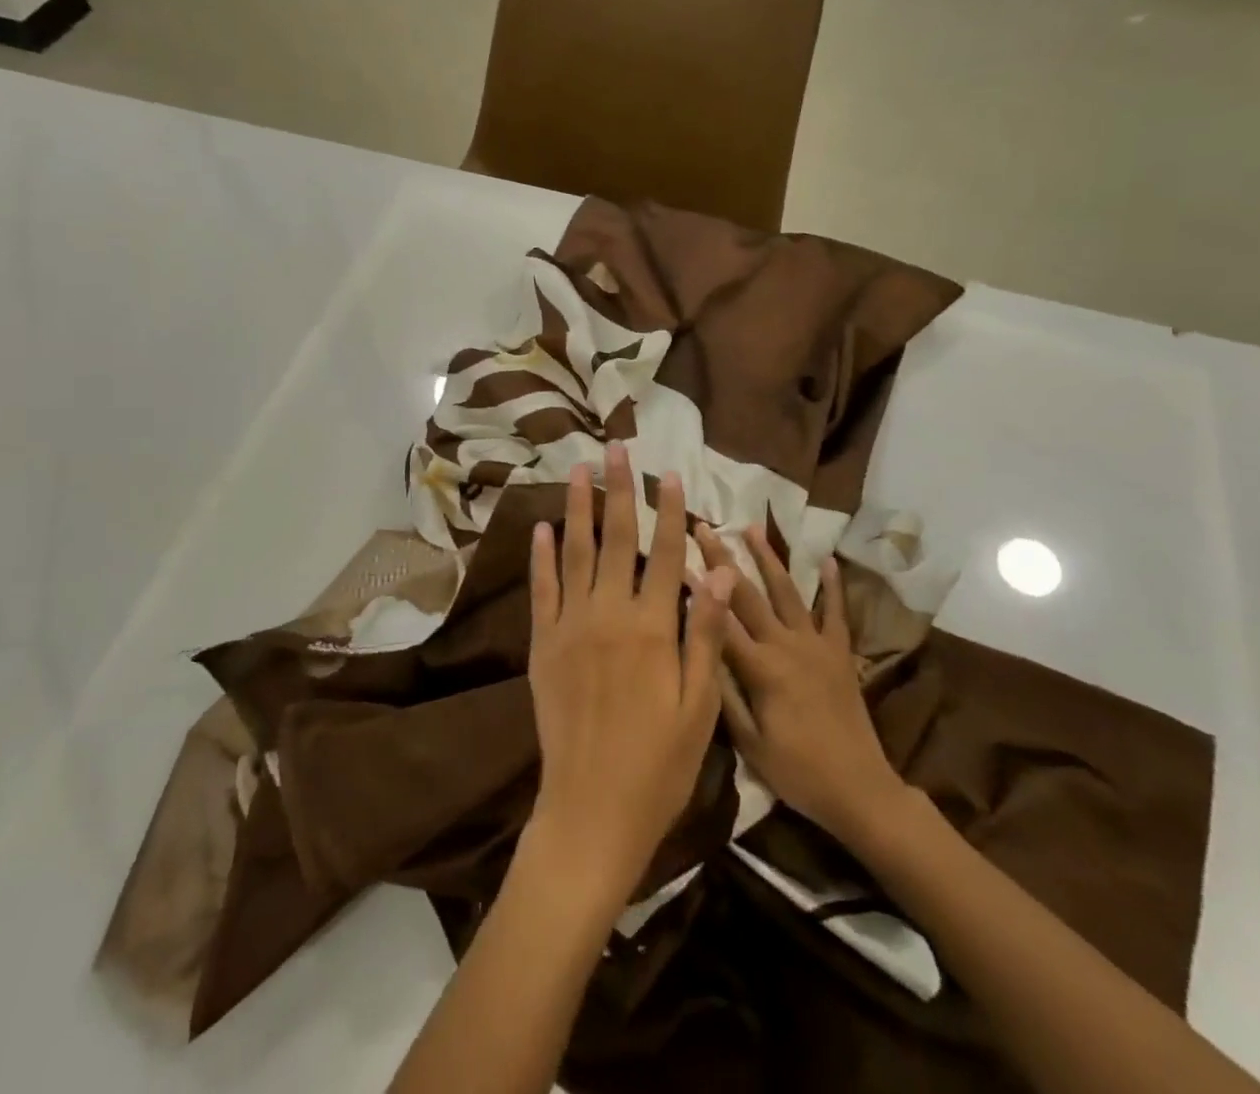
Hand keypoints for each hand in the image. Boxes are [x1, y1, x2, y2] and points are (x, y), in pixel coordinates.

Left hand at [525, 443, 733, 904]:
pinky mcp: (543, 645)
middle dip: (619, 491)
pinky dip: (541, 556)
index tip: (669, 474)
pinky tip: (543, 527)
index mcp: (653, 628)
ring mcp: (570, 627)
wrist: (591, 810)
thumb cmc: (659, 764)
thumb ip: (705, 633)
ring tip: (579, 471)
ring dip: (578, 508)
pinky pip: (542, 589)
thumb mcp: (700, 706)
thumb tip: (717, 570)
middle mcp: (608, 615)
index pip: (666, 554)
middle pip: (616, 539)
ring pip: (574, 553)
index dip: (669, 512)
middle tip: (616, 449)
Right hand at [700, 524, 906, 844]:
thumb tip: (698, 648)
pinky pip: (836, 612)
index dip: (696, 589)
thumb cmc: (797, 772)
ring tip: (751, 527)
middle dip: (723, 558)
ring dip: (768, 557)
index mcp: (761, 669)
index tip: (675, 558)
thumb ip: (723, 693)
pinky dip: (834, 584)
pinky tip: (828, 559)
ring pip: (788, 591)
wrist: (860, 791)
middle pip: (748, 595)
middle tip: (704, 526)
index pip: (720, 620)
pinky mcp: (840, 653)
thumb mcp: (749, 744)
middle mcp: (787, 646)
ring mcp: (816, 645)